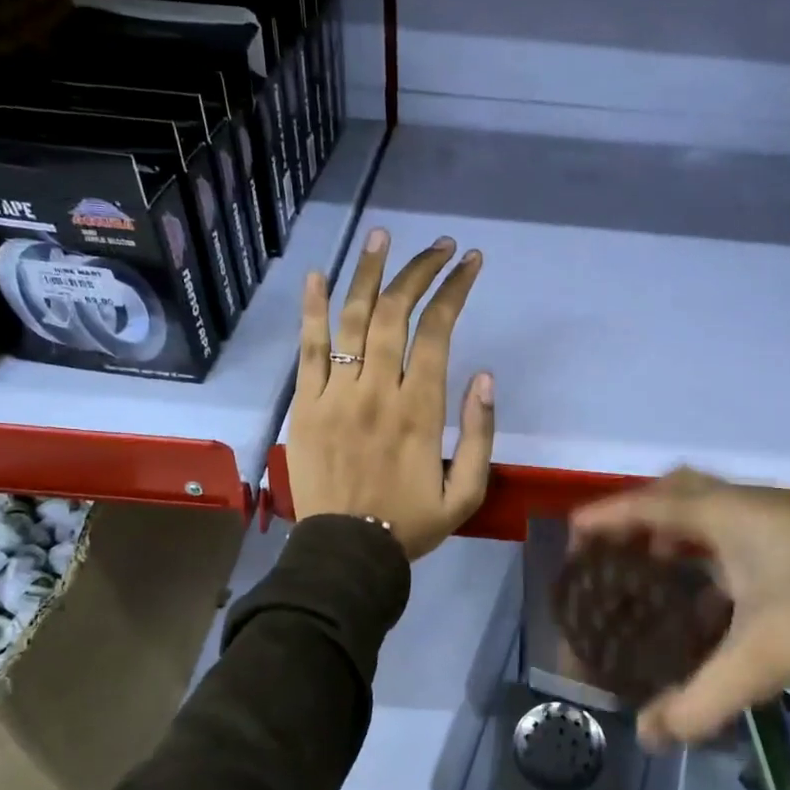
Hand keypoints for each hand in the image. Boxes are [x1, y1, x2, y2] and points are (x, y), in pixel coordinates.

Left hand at [287, 228, 494, 559]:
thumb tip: (483, 376)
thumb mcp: (467, 492)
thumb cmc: (411, 524)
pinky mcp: (306, 404)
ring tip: (381, 237)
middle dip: (419, 271)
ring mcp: (336, 394)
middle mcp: (378, 390)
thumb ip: (480, 434)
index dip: (454, 290)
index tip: (469, 262)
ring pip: (352, 319)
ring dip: (368, 273)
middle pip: (395, 313)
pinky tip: (320, 275)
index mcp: (421, 410)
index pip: (438, 332)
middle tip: (438, 246)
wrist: (347, 552)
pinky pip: (308, 348)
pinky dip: (313, 309)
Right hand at [572, 469, 789, 747]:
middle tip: (620, 553)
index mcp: (729, 515)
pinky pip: (746, 538)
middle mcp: (753, 507)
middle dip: (644, 518)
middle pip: (683, 493)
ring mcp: (788, 521)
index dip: (607, 518)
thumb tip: (650, 738)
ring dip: (684, 539)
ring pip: (719, 515)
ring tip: (662, 577)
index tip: (573, 534)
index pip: (649, 505)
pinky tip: (725, 603)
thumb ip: (699, 700)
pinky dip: (720, 559)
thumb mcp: (761, 656)